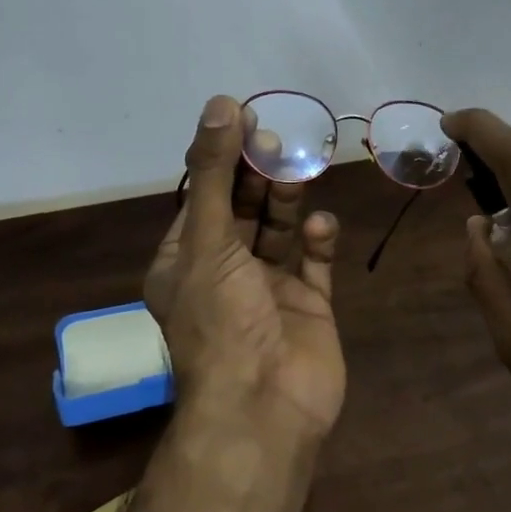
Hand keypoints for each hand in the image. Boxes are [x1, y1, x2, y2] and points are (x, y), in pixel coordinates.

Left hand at [145, 96, 346, 436]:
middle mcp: (225, 272)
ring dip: (287, 201)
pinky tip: (323, 226)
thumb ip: (215, 173)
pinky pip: (314, 263)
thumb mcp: (207, 241)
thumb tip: (220, 104)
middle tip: (278, 141)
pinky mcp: (308, 306)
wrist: (264, 407)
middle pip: (241, 209)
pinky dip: (319, 241)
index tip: (245, 119)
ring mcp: (269, 290)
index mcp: (186, 261)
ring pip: (278, 231)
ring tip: (299, 172)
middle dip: (257, 175)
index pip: (203, 196)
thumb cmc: (222, 321)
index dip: (222, 158)